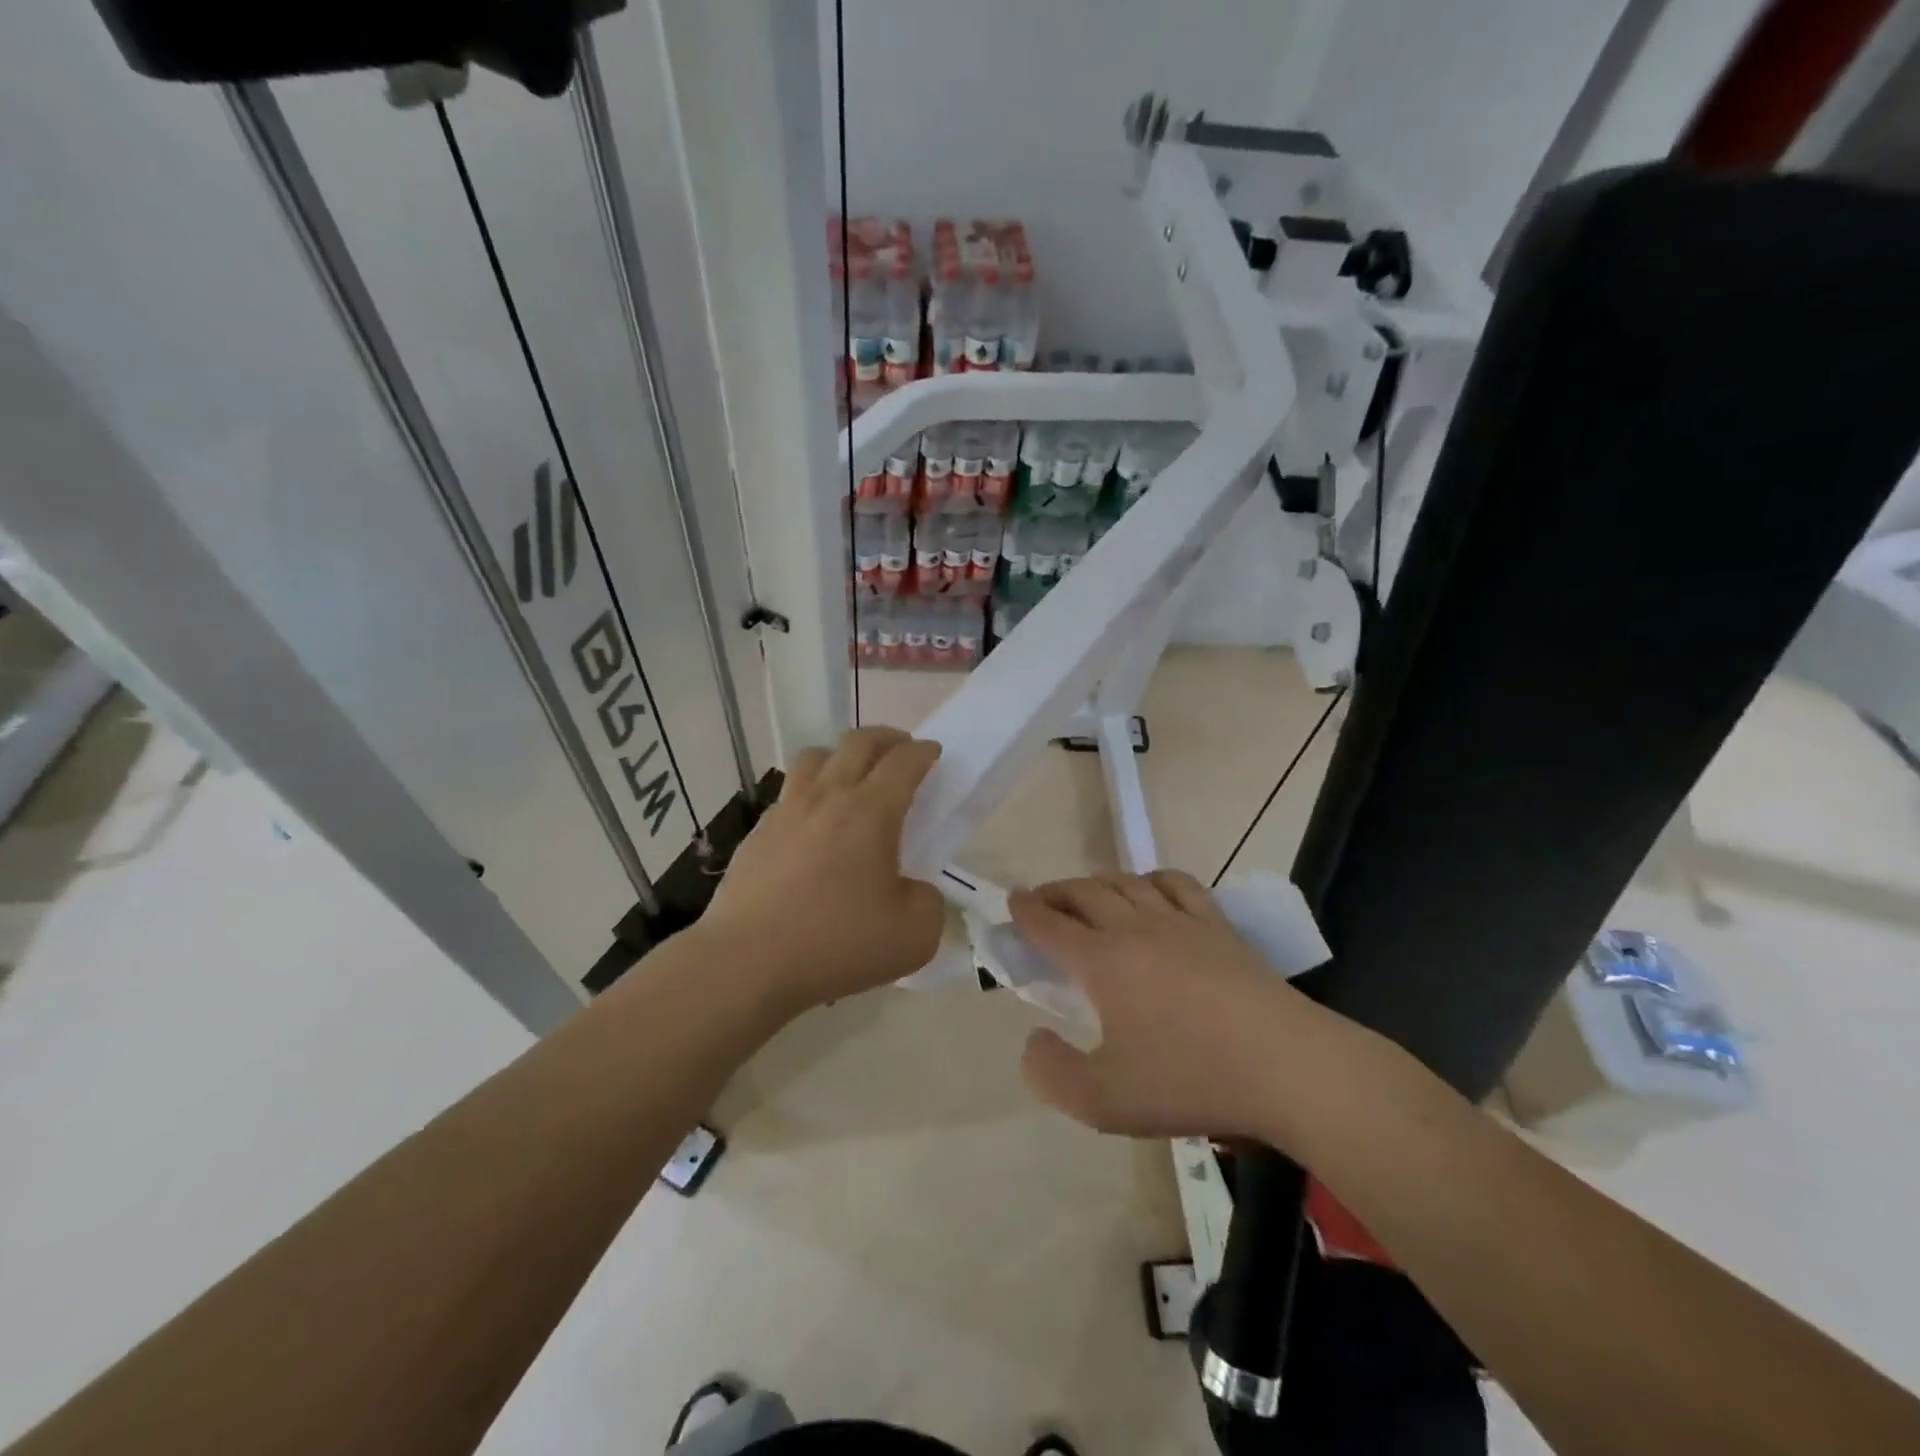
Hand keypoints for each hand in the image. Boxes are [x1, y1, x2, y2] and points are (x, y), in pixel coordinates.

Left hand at [704, 727, 945, 1012]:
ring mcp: (787, 810)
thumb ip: (928, 902)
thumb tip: (913, 889)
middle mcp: (828, 796)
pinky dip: (811, 791)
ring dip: (843, 755)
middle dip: (888, 738)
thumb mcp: (915, 936)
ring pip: (816, 756)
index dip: (924, 752)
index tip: (934, 754)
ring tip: (853, 777)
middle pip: (859, 741)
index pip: (904, 761)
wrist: (747, 963)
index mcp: (871, 811)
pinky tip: (814, 823)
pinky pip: (789, 792)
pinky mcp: (758, 832)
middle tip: (902, 752)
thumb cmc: (837, 944)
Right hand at [1011, 871, 1359, 1144]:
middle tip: (1041, 899)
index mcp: (1102, 962)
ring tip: (1089, 893)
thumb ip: (1051, 1073)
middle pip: (1085, 893)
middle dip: (1056, 891)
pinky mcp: (1218, 927)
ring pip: (1127, 882)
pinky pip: (1177, 884)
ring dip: (1098, 882)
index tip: (1011, 899)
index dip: (1026, 911)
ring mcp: (1180, 922)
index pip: (1051, 925)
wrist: (1285, 1067)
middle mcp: (1135, 928)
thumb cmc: (1189, 1080)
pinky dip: (1153, 878)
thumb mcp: (1103, 1101)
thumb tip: (1032, 1040)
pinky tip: (1153, 890)